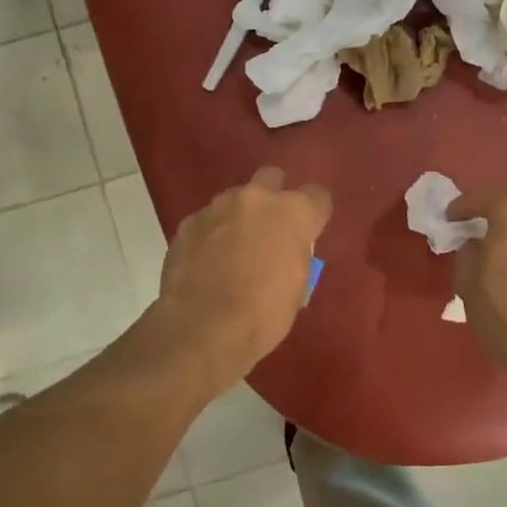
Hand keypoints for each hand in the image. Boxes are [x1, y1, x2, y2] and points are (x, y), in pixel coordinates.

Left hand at [153, 168, 331, 390]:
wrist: (204, 328)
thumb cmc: (264, 314)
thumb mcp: (298, 286)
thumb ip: (295, 254)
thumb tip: (286, 250)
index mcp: (294, 212)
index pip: (318, 195)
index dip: (315, 212)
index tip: (311, 229)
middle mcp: (257, 198)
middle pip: (272, 178)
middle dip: (274, 196)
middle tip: (270, 227)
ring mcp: (218, 207)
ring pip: (235, 198)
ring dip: (239, 215)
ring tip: (234, 247)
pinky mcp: (188, 223)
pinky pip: (207, 221)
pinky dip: (211, 235)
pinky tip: (207, 261)